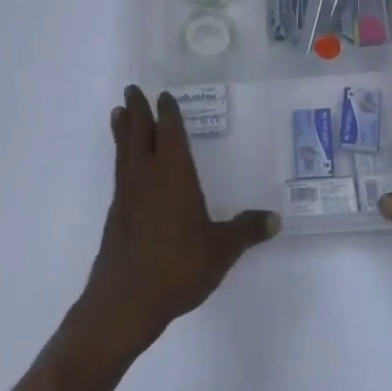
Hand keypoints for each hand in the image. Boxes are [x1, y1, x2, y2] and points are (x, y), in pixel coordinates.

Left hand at [76, 86, 278, 358]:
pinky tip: (125, 168)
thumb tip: (276, 219)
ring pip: (124, 152)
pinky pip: (119, 174)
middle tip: (132, 89)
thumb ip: (246, 231)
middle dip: (138, 111)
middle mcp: (147, 177)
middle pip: (140, 135)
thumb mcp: (221, 250)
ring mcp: (127, 196)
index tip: (163, 95)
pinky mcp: (116, 216)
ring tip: (118, 113)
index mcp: (174, 175)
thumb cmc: (177, 267)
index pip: (170, 134)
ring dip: (123, 131)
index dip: (167, 114)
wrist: (125, 301)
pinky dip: (121, 159)